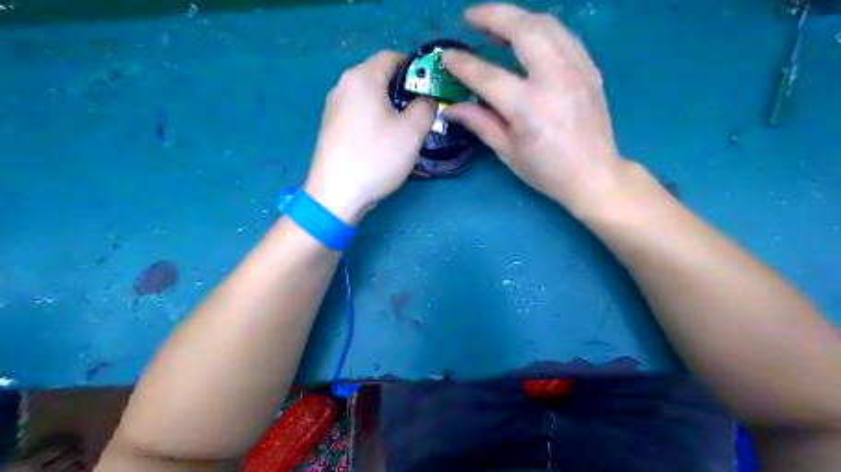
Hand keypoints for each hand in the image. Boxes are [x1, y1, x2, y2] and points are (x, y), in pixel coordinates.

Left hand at [304, 50, 437, 223]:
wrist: (336, 194)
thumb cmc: (376, 157)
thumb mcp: (412, 132)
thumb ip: (426, 107)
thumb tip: (425, 101)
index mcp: (362, 77)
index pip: (392, 57)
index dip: (415, 68)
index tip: (431, 89)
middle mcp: (344, 86)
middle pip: (379, 77)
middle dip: (404, 91)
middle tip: (423, 112)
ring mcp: (334, 108)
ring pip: (370, 98)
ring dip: (391, 109)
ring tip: (407, 130)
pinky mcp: (331, 128)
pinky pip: (359, 115)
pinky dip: (376, 121)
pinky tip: (386, 143)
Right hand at [443, 4, 626, 213]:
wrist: (595, 175)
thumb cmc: (547, 171)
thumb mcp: (508, 152)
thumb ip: (480, 123)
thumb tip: (451, 109)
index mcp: (530, 108)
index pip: (488, 76)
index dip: (463, 64)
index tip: (447, 56)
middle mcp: (555, 79)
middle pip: (523, 29)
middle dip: (492, 15)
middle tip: (471, 17)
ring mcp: (577, 70)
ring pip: (546, 24)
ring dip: (517, 18)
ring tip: (497, 28)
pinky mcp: (590, 69)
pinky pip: (563, 35)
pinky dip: (541, 30)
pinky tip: (528, 39)